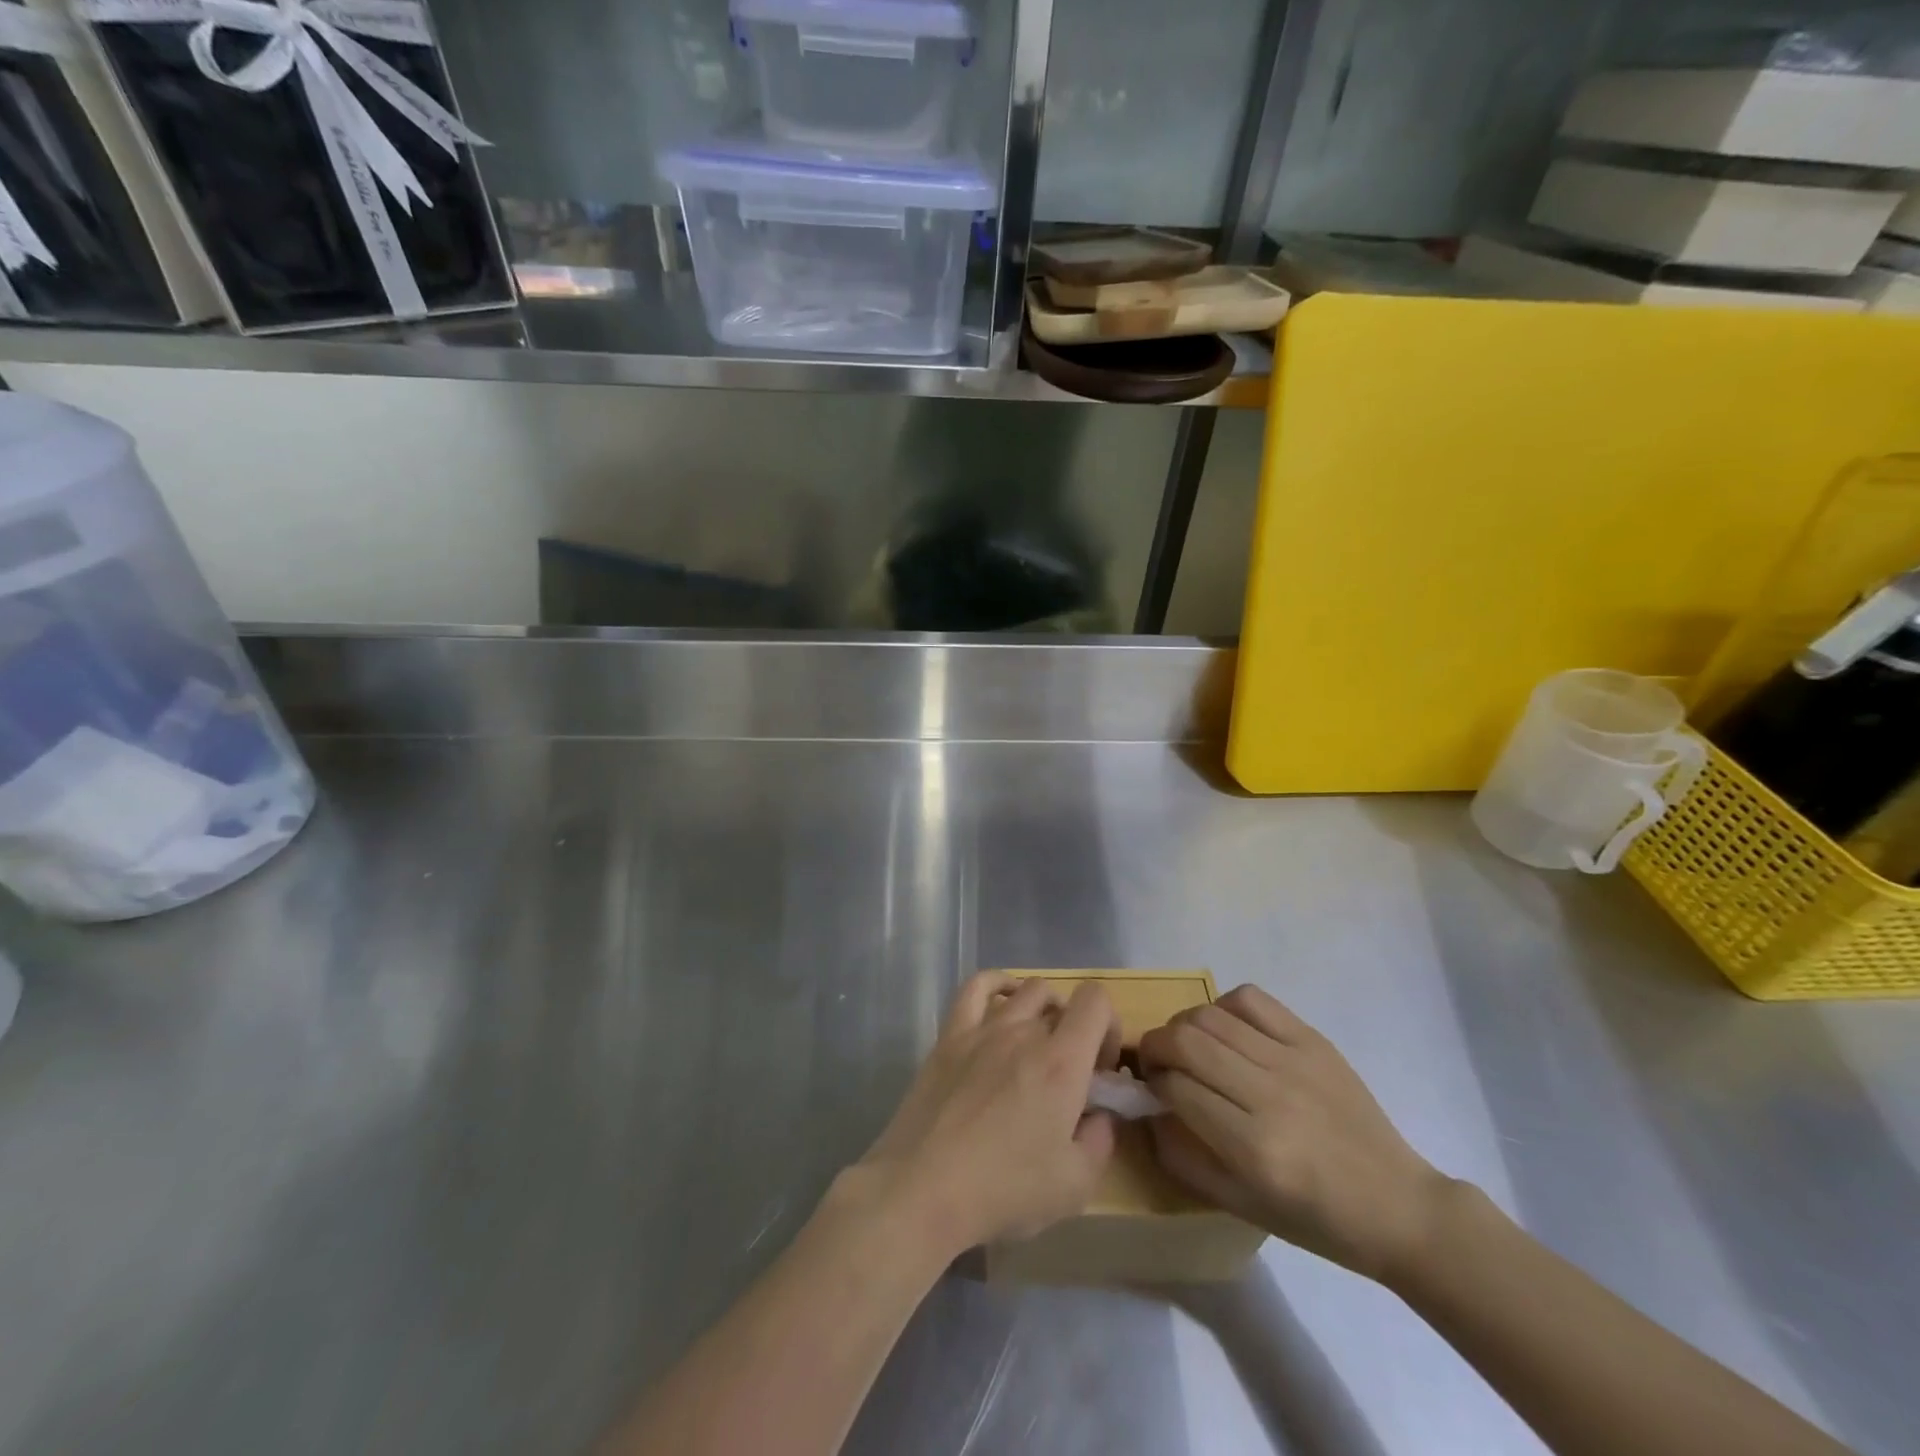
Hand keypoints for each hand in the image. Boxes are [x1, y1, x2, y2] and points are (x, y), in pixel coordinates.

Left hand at [854, 972, 1121, 1257]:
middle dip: (1076, 1031)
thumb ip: (1100, 1140)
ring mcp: (983, 1028)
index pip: (1096, 1001)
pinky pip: (976, 987)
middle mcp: (1025, 1031)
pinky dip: (997, 984)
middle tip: (1068, 1073)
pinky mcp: (950, 1035)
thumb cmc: (1004, 1189)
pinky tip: (1003, 1003)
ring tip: (1038, 1044)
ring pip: (1026, 990)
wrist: (923, 1188)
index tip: (1100, 1069)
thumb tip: (1100, 1115)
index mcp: (1062, 1062)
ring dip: (1044, 1010)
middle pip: (1062, 1003)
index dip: (1108, 1026)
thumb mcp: (1075, 1185)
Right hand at [1138, 985, 1450, 1282]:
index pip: (1177, 1089)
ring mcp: (1294, 1061)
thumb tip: (1146, 1112)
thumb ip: (1183, 1159)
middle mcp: (1271, 1096)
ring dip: (1182, 1025)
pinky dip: (1223, 1006)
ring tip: (1184, 1042)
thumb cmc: (1316, 1219)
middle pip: (1187, 1042)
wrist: (1397, 1205)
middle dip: (1155, 1045)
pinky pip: (1251, 999)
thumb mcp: (1241, 1206)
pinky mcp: (1312, 1039)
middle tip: (1154, 1060)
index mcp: (1255, 1149)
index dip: (1152, 1083)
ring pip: (1212, 1016)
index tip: (1149, 1088)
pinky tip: (1223, 1028)